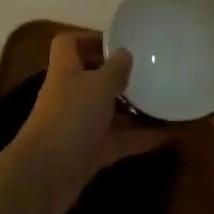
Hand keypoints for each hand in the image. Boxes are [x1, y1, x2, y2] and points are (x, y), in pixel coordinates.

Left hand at [7, 35, 168, 213]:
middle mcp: (70, 94)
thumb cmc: (71, 117)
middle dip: (117, 75)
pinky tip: (167, 135)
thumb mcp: (99, 86)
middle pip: (92, 78)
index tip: (117, 41)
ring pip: (107, 111)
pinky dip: (139, 138)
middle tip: (148, 71)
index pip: (69, 44)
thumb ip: (115, 69)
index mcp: (66, 69)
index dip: (88, 38)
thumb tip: (125, 53)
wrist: (46, 175)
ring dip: (132, 108)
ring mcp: (78, 125)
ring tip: (162, 101)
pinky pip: (117, 140)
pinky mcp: (88, 154)